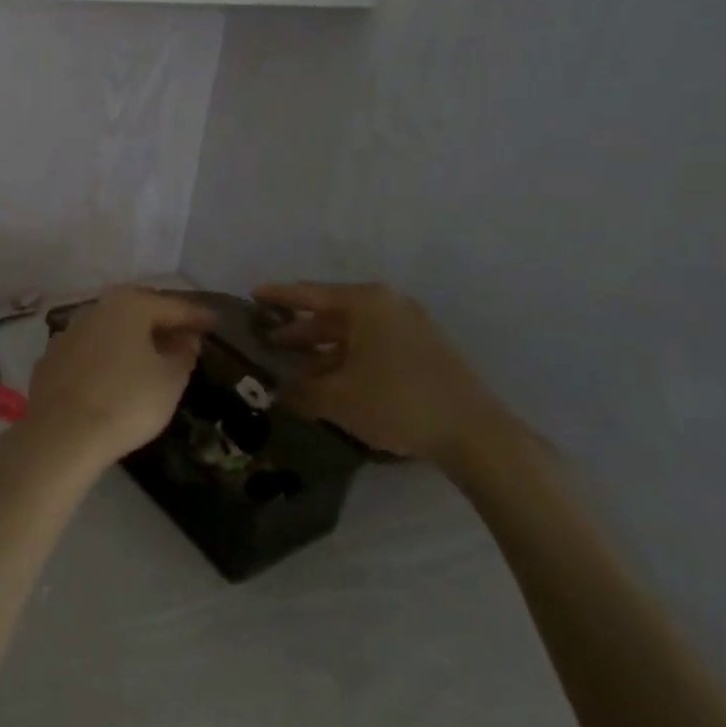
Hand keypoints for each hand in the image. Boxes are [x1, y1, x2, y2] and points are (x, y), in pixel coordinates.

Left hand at [13, 288, 215, 479]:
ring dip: (133, 338)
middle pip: (138, 310)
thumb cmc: (126, 401)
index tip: (216, 322)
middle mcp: (96, 309)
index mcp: (130, 305)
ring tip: (152, 355)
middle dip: (162, 321)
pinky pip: (91, 350)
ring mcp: (69, 332)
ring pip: (111, 329)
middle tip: (184, 334)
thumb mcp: (170, 380)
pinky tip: (116, 374)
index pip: (173, 306)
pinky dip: (108, 356)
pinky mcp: (51, 359)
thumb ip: (183, 354)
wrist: (61, 434)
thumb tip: (185, 339)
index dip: (197, 316)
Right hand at [253, 282, 517, 465]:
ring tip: (290, 369)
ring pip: (350, 333)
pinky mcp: (421, 350)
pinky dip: (345, 359)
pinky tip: (327, 382)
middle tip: (264, 342)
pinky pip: (370, 346)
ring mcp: (407, 326)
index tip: (251, 296)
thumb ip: (300, 390)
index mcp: (365, 303)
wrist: (474, 433)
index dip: (277, 297)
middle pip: (329, 313)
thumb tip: (277, 392)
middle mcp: (386, 305)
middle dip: (297, 330)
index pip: (308, 294)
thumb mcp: (337, 398)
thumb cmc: (397, 402)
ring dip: (320, 350)